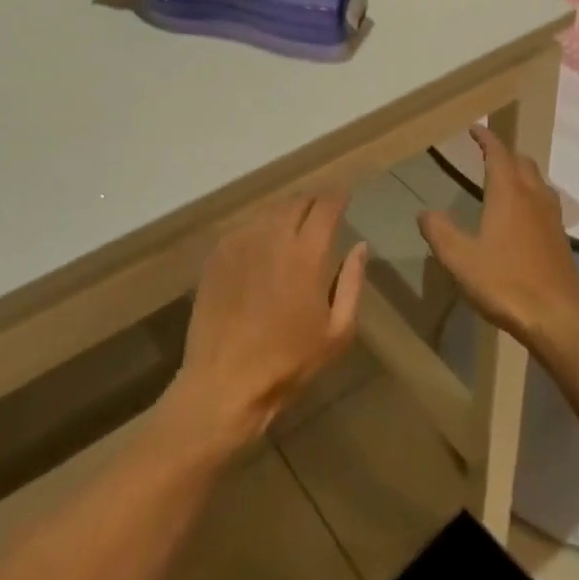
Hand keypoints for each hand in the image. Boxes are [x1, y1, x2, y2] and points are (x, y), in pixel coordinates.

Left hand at [167, 194, 367, 452]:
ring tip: (293, 230)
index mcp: (307, 254)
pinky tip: (263, 249)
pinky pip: (246, 228)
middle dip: (313, 203)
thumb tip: (360, 246)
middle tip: (321, 215)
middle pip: (297, 202)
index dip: (338, 196)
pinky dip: (261, 230)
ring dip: (287, 214)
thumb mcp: (337, 332)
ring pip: (270, 212)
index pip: (326, 205)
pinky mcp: (218, 254)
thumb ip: (351, 282)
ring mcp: (241, 242)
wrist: (224, 383)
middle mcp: (273, 237)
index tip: (344, 197)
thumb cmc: (288, 362)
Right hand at [418, 126, 578, 346]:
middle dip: (505, 154)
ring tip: (506, 181)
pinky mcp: (561, 239)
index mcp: (508, 193)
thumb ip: (440, 232)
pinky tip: (524, 217)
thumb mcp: (460, 259)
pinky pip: (546, 203)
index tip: (475, 129)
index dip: (486, 139)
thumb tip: (424, 213)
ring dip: (522, 174)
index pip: (498, 154)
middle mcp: (533, 197)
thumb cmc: (504, 283)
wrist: (557, 318)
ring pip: (538, 181)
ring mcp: (552, 218)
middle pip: (522, 162)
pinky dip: (532, 196)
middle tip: (487, 155)